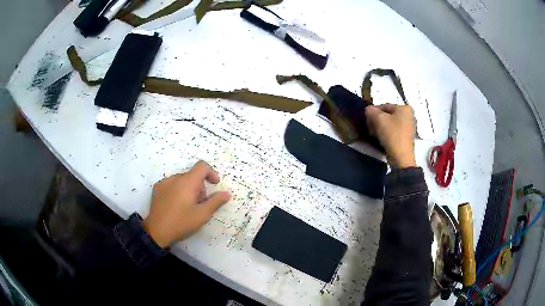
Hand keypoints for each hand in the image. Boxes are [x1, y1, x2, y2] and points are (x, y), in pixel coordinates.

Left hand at [143, 161, 231, 247]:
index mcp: (188, 182)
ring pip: (182, 180)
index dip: (211, 173)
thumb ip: (215, 202)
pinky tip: (175, 205)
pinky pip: (171, 184)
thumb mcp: (202, 215)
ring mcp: (164, 182)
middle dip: (200, 186)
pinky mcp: (157, 188)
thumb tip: (226, 193)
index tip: (214, 185)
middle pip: (192, 175)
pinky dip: (177, 190)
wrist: (157, 231)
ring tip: (187, 206)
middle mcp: (175, 178)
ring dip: (188, 189)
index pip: (202, 166)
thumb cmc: (181, 223)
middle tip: (200, 204)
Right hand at [365, 104, 415, 168]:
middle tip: (370, 129)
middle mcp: (409, 115)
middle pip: (387, 115)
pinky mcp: (407, 137)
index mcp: (404, 108)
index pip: (384, 106)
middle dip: (377, 121)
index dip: (373, 113)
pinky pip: (394, 131)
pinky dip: (387, 133)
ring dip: (381, 128)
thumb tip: (368, 110)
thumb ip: (371, 111)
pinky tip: (382, 139)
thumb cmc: (392, 135)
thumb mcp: (378, 119)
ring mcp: (409, 127)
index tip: (367, 121)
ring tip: (375, 135)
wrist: (401, 158)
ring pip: (390, 123)